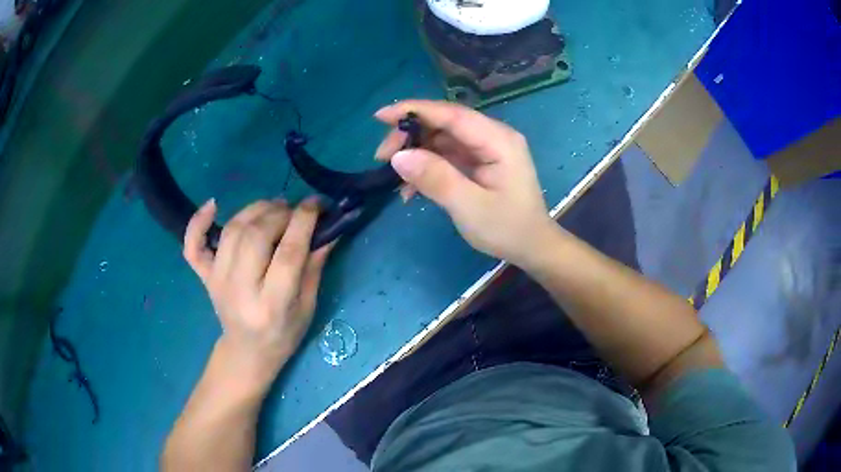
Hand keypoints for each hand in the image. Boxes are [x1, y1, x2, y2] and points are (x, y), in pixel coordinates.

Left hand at [183, 198, 331, 379]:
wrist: (247, 351)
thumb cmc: (284, 333)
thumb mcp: (308, 306)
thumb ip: (314, 266)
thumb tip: (327, 228)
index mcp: (272, 305)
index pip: (288, 253)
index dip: (304, 222)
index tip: (317, 204)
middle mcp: (241, 289)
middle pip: (257, 235)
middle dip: (281, 214)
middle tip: (295, 211)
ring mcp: (217, 281)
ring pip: (232, 230)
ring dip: (255, 210)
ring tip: (274, 207)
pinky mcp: (204, 276)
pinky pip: (193, 245)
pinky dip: (197, 222)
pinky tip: (212, 205)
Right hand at [375, 100, 557, 266]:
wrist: (532, 247)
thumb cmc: (507, 229)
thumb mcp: (469, 207)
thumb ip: (436, 178)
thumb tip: (399, 156)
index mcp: (497, 140)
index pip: (451, 114)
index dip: (414, 111)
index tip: (380, 117)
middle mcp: (492, 137)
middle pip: (444, 123)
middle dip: (411, 136)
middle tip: (382, 158)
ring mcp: (485, 149)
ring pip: (441, 139)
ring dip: (415, 154)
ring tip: (395, 179)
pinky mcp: (479, 162)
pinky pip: (447, 156)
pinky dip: (427, 167)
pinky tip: (411, 189)